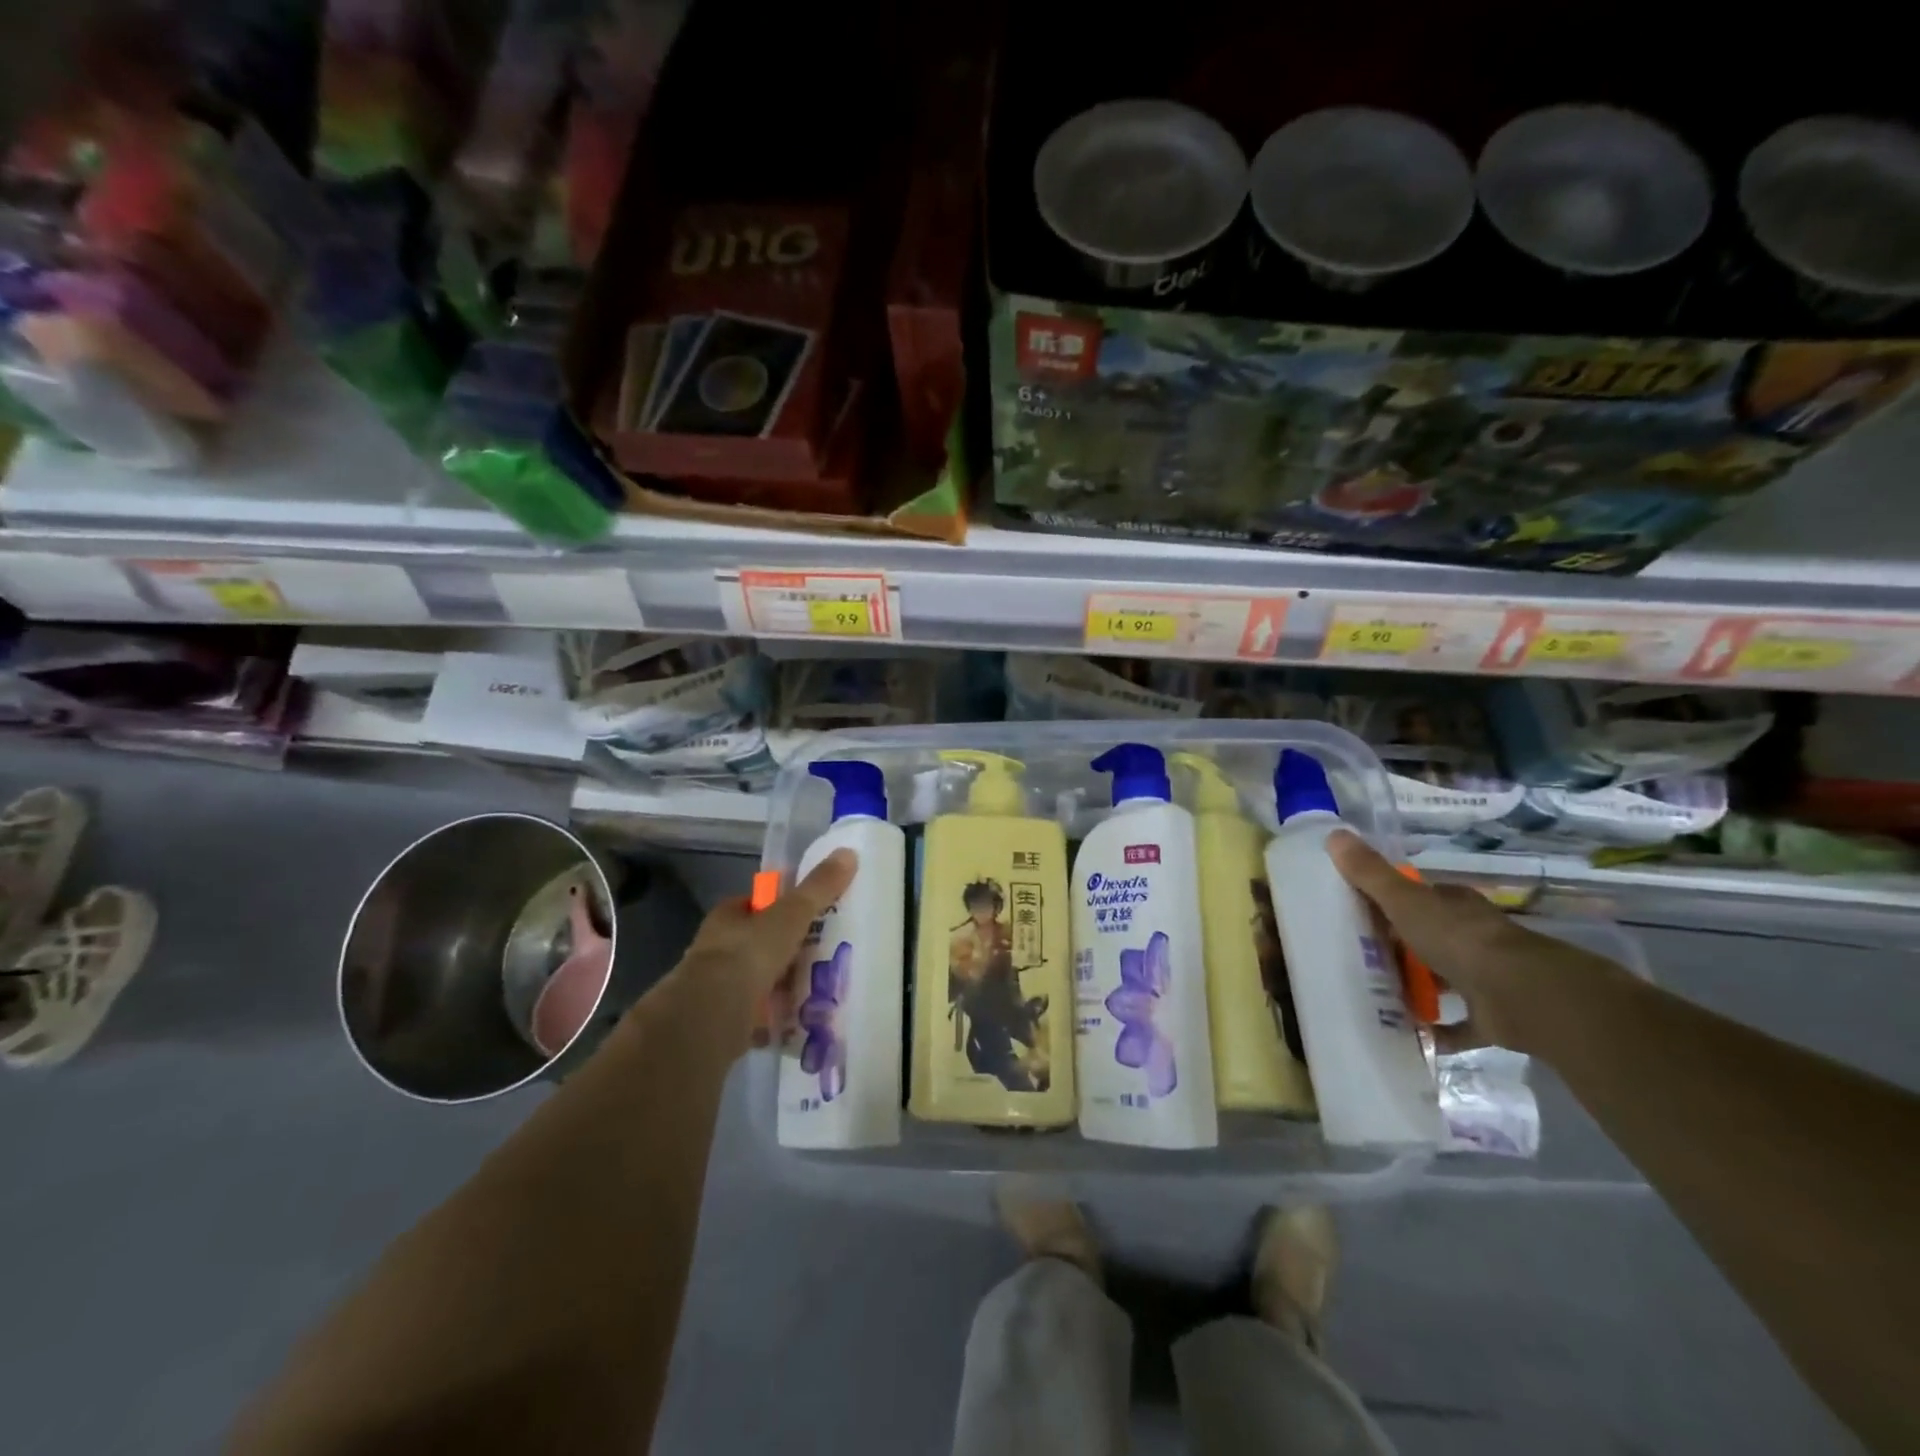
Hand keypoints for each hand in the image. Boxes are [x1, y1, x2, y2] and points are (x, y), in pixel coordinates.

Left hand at [668, 849, 858, 1051]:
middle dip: (785, 949)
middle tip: (822, 954)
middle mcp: (717, 947)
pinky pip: (756, 1014)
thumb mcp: (791, 914)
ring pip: (757, 979)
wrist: (712, 1013)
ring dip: (781, 984)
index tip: (808, 915)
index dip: (779, 907)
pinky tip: (799, 1021)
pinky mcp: (723, 1019)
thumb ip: (818, 888)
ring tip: (819, 989)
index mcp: (728, 916)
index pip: (755, 904)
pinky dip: (775, 1017)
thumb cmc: (749, 953)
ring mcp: (718, 985)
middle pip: (758, 943)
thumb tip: (848, 853)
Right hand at [1326, 830, 1620, 1054]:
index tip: (1354, 914)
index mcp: (1453, 906)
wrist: (1524, 996)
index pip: (1417, 898)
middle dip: (1396, 948)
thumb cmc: (1459, 939)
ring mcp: (1485, 977)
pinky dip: (1436, 1031)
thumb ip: (1370, 873)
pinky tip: (1405, 1035)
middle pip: (1427, 938)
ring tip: (1372, 996)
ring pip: (1443, 979)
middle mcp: (1471, 936)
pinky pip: (1457, 1024)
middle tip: (1354, 958)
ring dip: (1415, 988)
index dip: (1387, 902)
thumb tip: (1334, 834)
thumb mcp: (1405, 901)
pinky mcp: (1492, 1017)